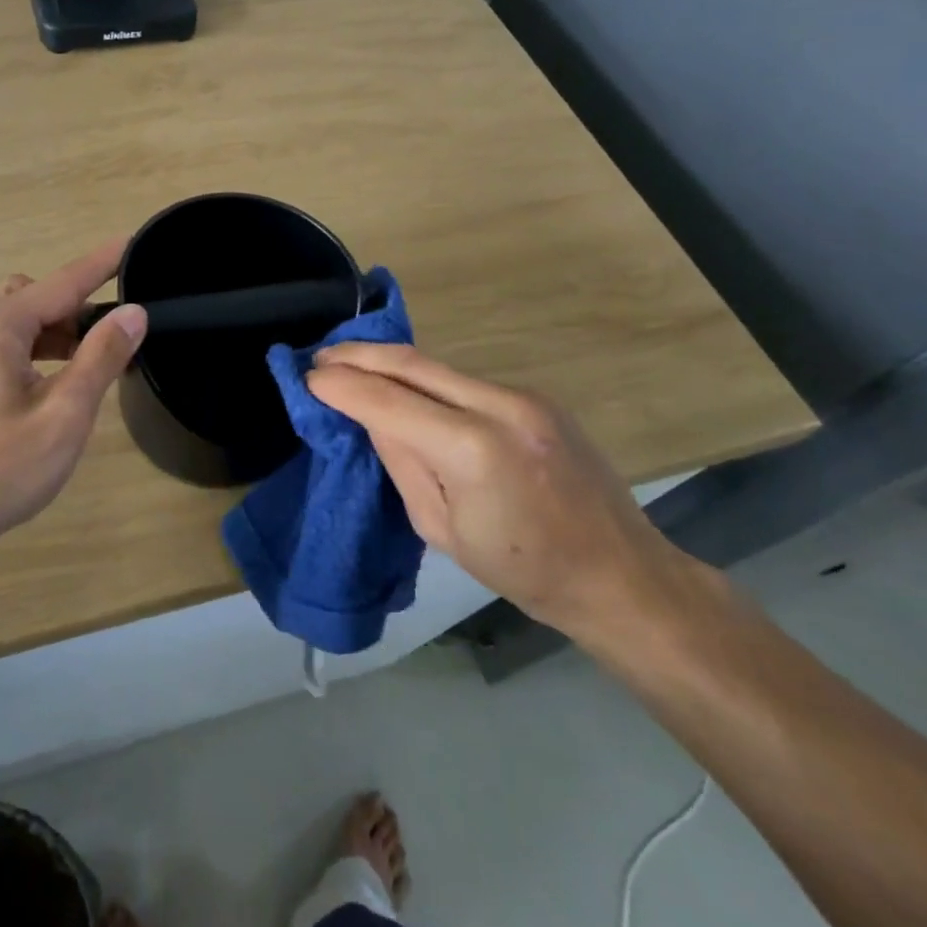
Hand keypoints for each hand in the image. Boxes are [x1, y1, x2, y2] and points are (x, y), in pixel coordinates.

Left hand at [0, 239, 147, 558]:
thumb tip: (133, 313)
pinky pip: (1, 349)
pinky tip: (50, 388)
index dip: (100, 264)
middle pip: (34, 299)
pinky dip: (33, 353)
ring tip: (87, 366)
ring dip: (55, 333)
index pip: (61, 283)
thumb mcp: (65, 413)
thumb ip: (101, 357)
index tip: (131, 242)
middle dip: (76, 307)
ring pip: (16, 325)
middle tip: (112, 337)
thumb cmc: (2, 469)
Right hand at [307, 344, 690, 640]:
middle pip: (413, 364)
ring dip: (390, 363)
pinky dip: (424, 379)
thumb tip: (370, 416)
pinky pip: (464, 381)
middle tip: (319, 355)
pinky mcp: (535, 397)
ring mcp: (524, 396)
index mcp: (473, 450)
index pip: (389, 402)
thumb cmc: (523, 569)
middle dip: (359, 355)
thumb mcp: (442, 528)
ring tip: (350, 365)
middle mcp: (500, 407)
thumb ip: (403, 462)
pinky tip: (403, 386)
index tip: (307, 378)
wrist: (619, 572)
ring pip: (438, 367)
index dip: (343, 387)